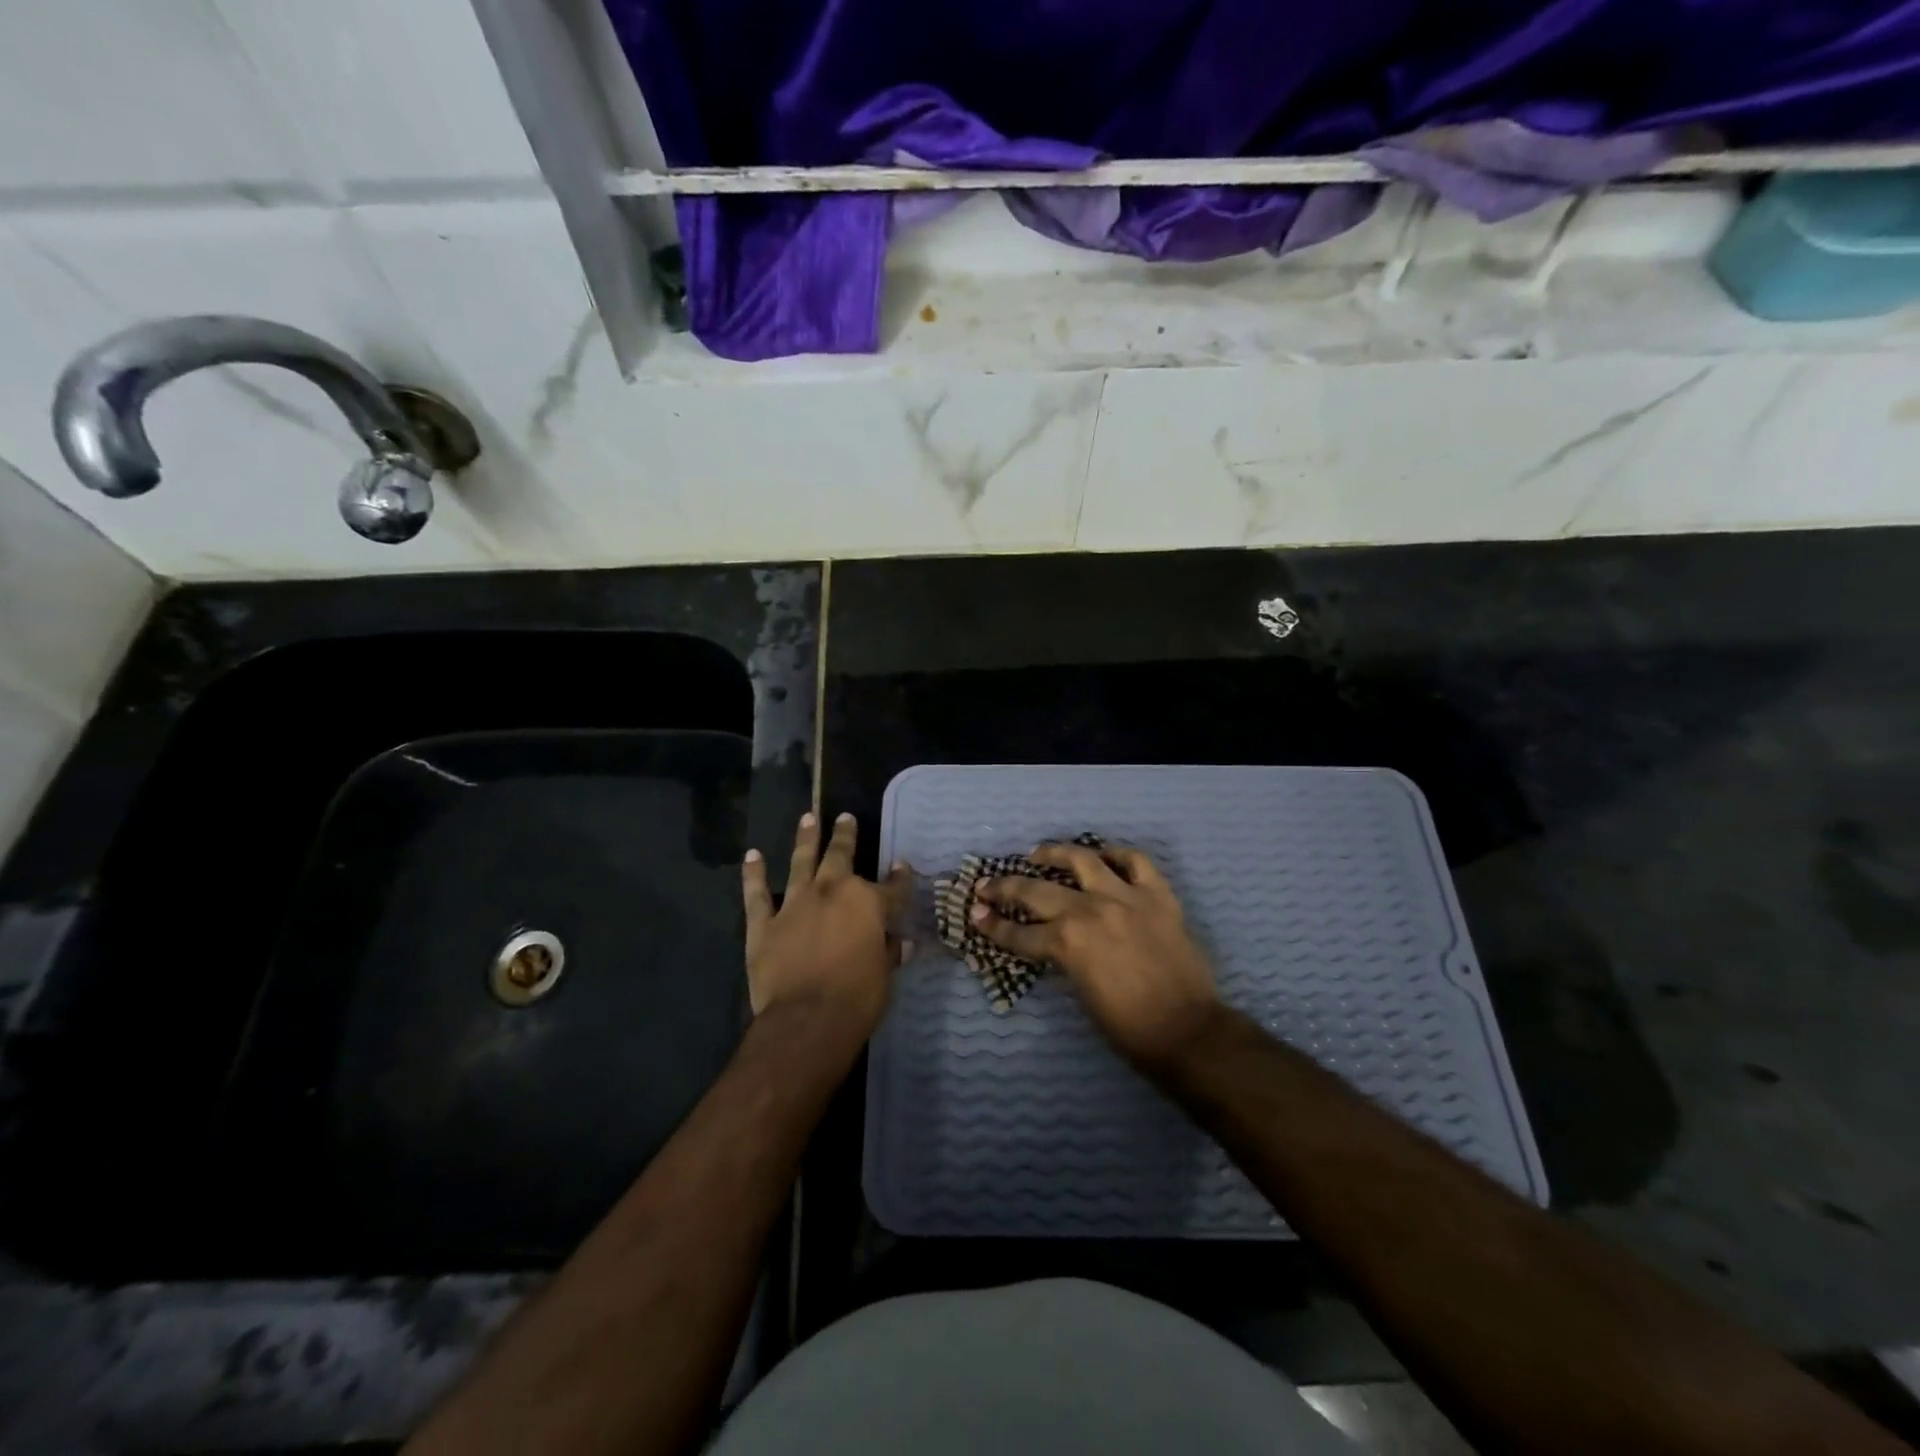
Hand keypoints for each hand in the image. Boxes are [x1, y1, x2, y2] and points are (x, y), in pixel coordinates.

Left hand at [742, 811, 912, 1047]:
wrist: (806, 1020)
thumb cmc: (857, 998)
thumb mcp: (884, 975)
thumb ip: (889, 952)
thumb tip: (900, 943)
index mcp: (867, 903)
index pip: (892, 887)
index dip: (900, 878)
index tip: (902, 866)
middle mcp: (831, 892)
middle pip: (841, 857)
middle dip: (845, 836)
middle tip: (846, 817)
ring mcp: (795, 904)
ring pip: (801, 862)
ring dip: (806, 839)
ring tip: (807, 817)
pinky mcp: (764, 924)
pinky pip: (756, 894)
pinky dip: (754, 874)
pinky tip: (752, 855)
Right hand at [971, 841, 1223, 1070]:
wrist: (1187, 1031)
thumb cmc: (1129, 1027)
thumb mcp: (1080, 992)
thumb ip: (1063, 958)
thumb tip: (1049, 942)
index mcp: (1067, 943)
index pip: (1019, 933)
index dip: (993, 926)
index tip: (975, 914)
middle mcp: (1090, 910)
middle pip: (1036, 891)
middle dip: (1004, 888)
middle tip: (987, 885)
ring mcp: (1126, 896)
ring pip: (1082, 860)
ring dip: (1054, 854)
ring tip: (1038, 853)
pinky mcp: (1157, 894)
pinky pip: (1135, 861)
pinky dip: (1117, 854)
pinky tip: (1103, 855)